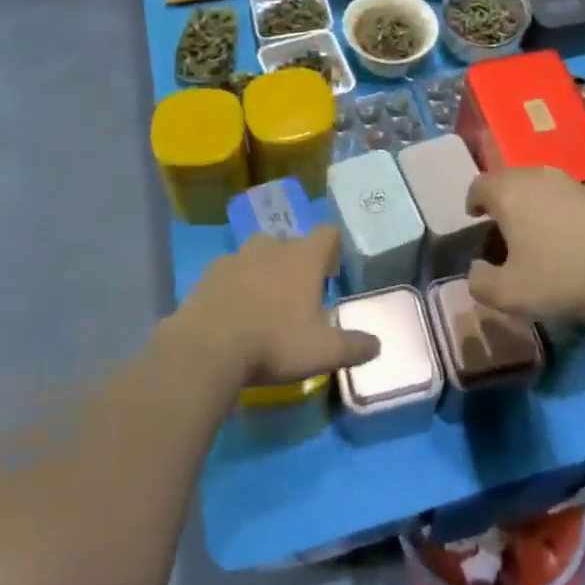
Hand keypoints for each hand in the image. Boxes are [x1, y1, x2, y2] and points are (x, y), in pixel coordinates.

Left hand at [180, 227, 379, 386]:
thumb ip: (354, 346)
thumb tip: (377, 345)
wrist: (207, 349)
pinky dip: (234, 286)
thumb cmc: (274, 343)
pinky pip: (229, 273)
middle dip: (296, 263)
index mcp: (304, 257)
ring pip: (257, 255)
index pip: (327, 233)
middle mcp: (272, 246)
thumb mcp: (324, 352)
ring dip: (263, 272)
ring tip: (263, 305)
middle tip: (297, 296)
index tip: (330, 274)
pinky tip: (232, 315)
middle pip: (291, 243)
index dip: (332, 249)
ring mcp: (236, 256)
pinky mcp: (208, 274)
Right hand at [465, 166, 584, 320]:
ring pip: (537, 184)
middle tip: (501, 225)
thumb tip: (475, 270)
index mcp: (508, 192)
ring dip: (529, 201)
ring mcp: (567, 181)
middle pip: (508, 178)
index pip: (479, 184)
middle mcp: (534, 176)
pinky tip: (564, 234)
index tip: (475, 217)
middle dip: (500, 199)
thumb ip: (480, 282)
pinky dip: (555, 208)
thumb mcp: (508, 293)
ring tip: (532, 230)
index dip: (473, 200)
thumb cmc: (558, 276)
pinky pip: (562, 194)